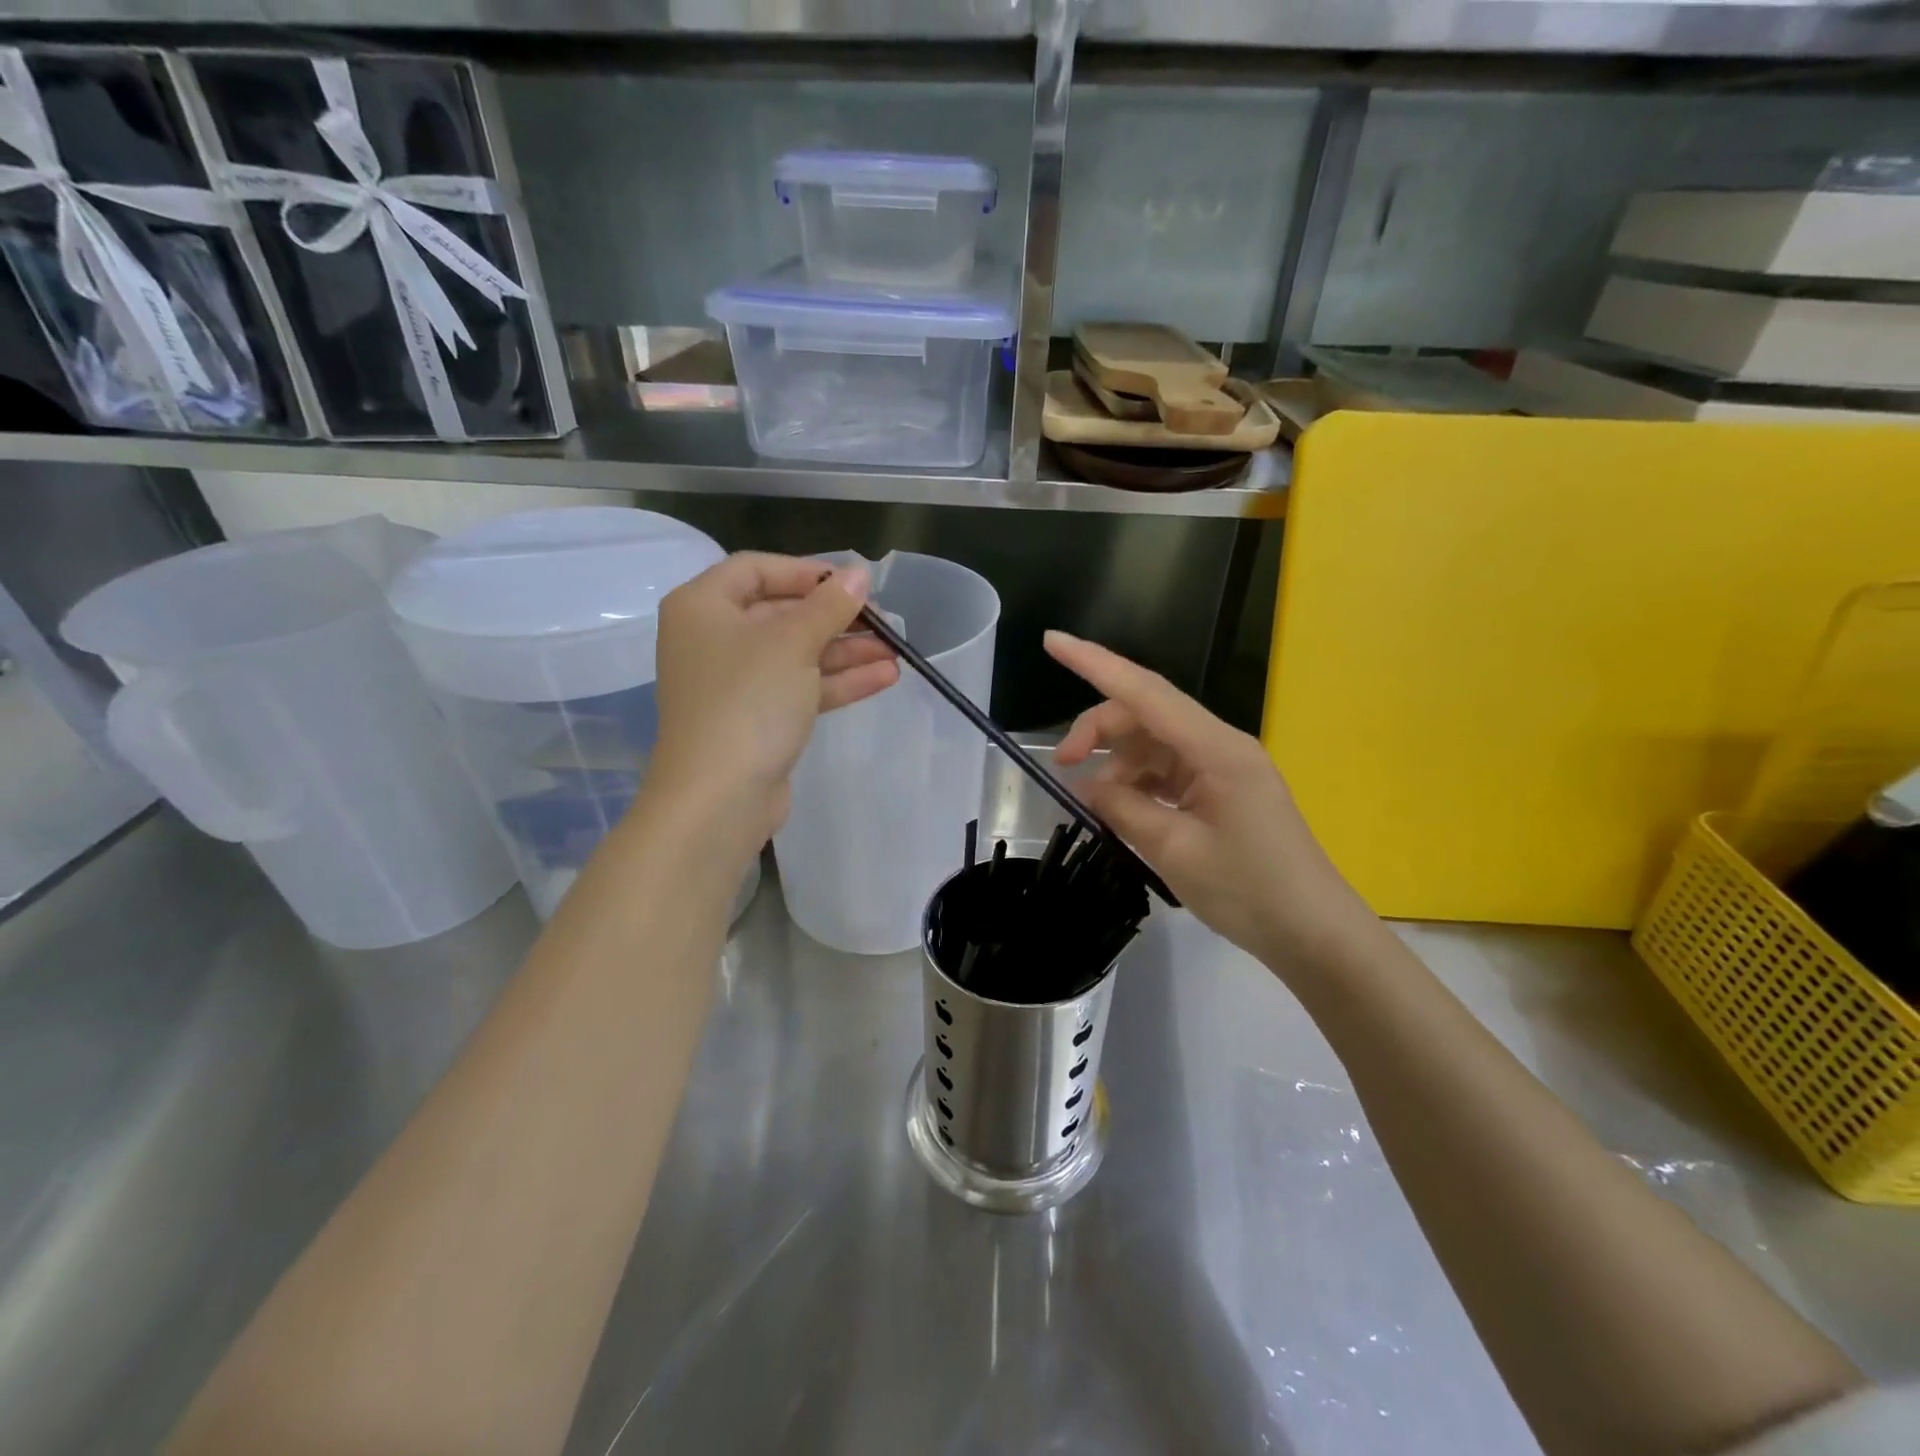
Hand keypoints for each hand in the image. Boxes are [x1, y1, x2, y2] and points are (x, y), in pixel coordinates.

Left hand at [649, 553, 897, 849]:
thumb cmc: (747, 701)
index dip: (807, 571)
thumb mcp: (793, 643)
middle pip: (782, 614)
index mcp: (703, 607)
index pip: (756, 569)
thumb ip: (829, 605)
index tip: (851, 582)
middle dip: (836, 618)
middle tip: (883, 621)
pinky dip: (837, 682)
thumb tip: (859, 573)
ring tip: (896, 652)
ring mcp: (735, 683)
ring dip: (846, 652)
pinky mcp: (756, 720)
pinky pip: (799, 689)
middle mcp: (713, 639)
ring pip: (796, 655)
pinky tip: (884, 678)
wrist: (718, 797)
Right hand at [1047, 631, 1373, 967]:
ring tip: (1094, 802)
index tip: (1051, 642)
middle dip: (1098, 730)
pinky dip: (1138, 783)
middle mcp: (1219, 745)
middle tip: (1062, 766)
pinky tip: (1121, 809)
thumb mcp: (1175, 851)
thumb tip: (1086, 786)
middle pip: (1145, 714)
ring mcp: (1222, 767)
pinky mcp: (1220, 790)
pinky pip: (1167, 770)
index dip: (1094, 663)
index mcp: (1216, 749)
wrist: (1313, 933)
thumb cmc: (1250, 891)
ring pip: (1153, 743)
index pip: (1145, 692)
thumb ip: (1124, 809)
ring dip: (1117, 763)